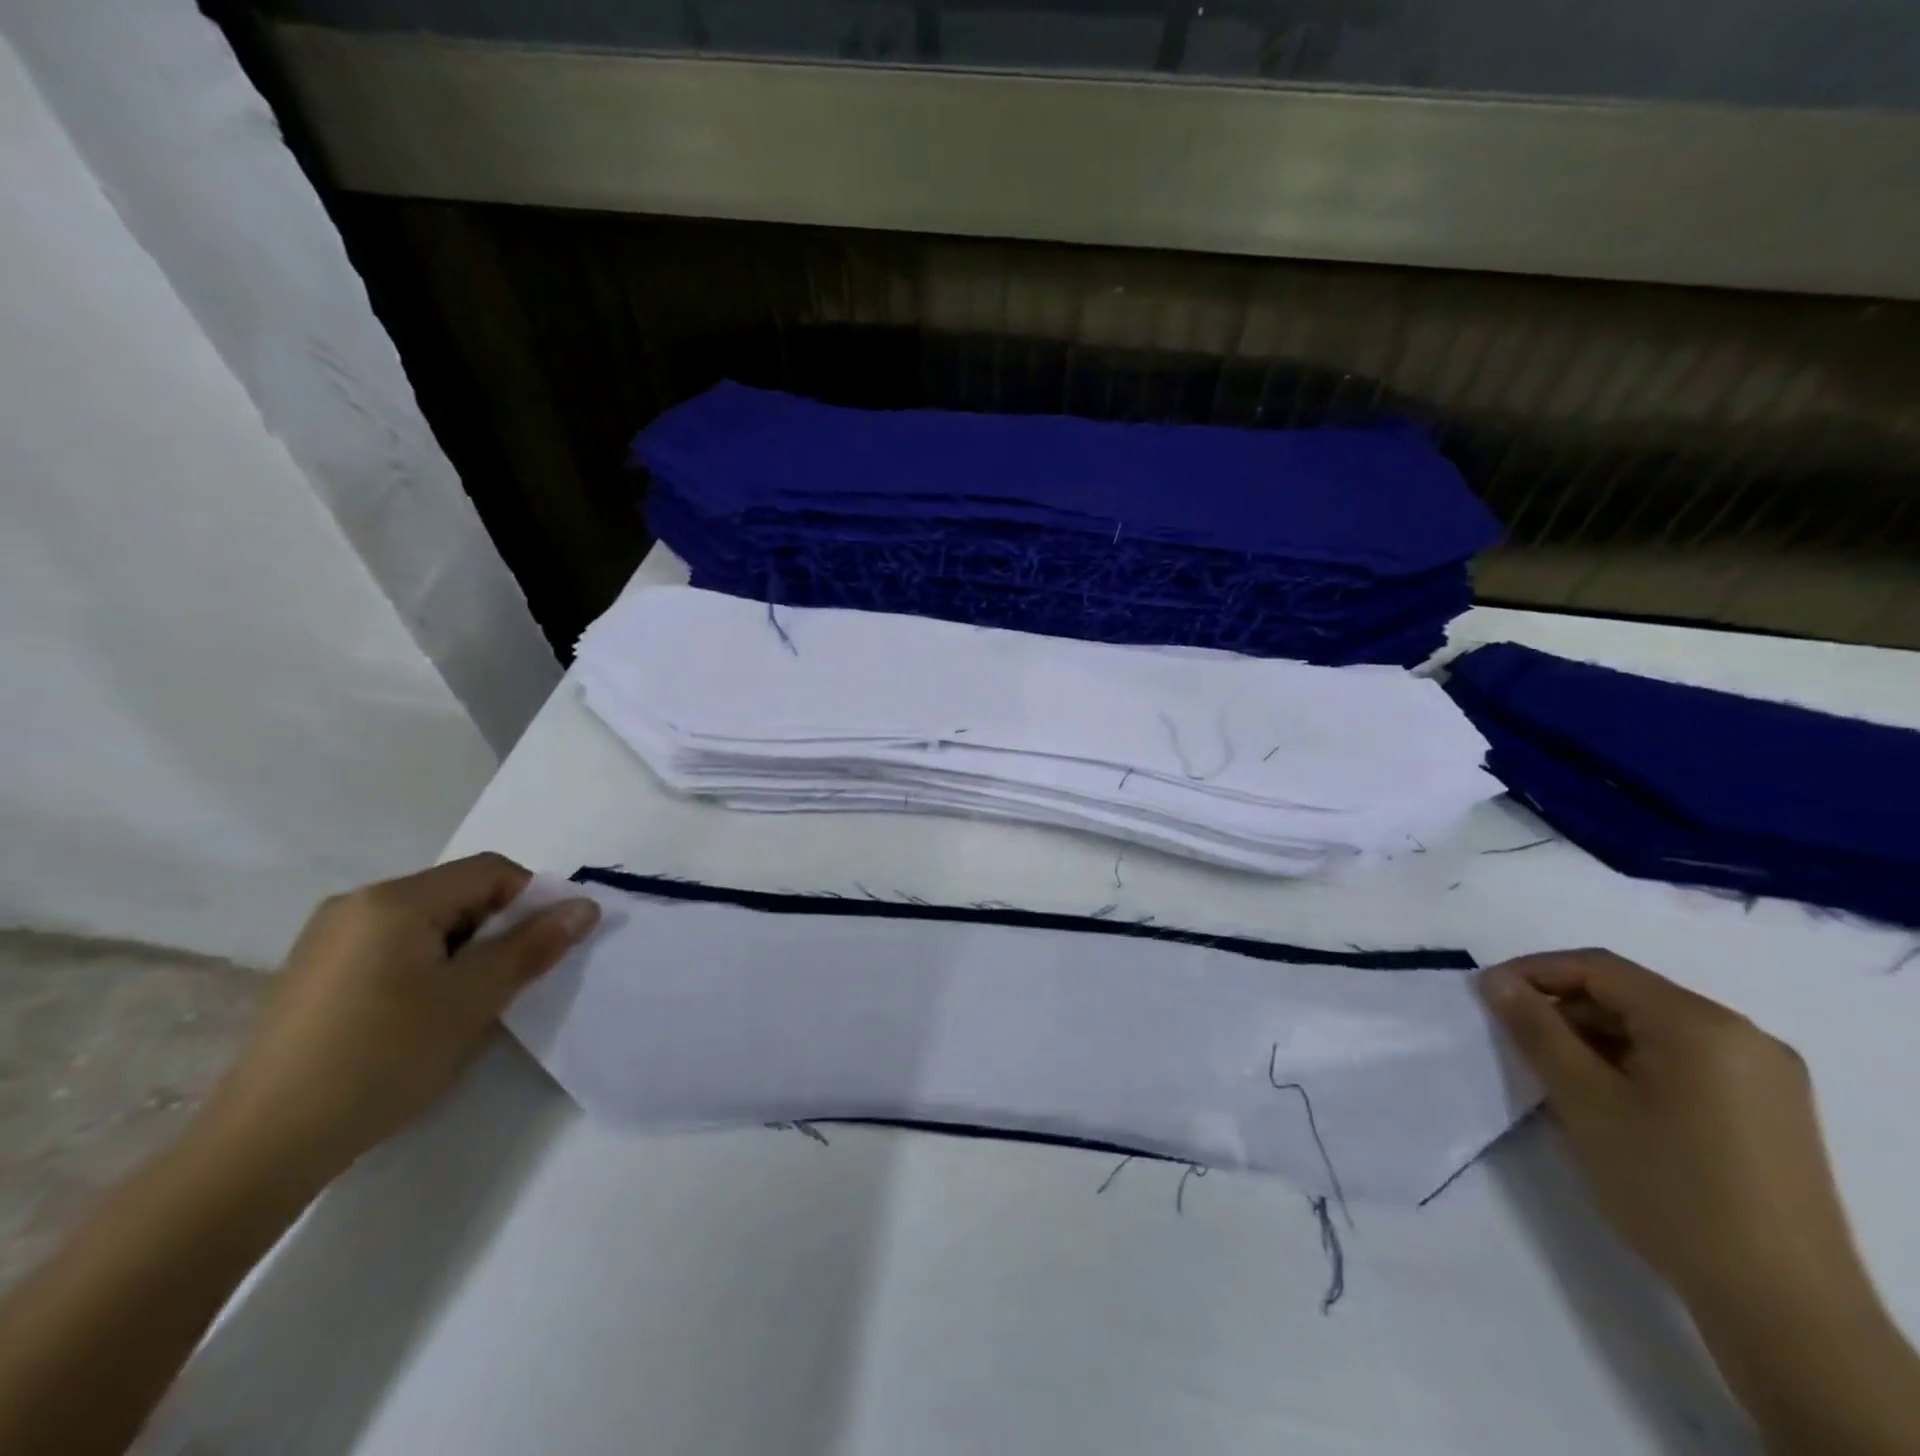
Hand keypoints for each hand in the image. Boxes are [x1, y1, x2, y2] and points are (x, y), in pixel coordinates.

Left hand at [196, 854, 599, 1190]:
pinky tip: (418, 1016)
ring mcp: (328, 938)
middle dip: (496, 929)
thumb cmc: (383, 1058)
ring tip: (464, 1004)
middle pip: (457, 893)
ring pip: (427, 922)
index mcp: (395, 899)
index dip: (532, 900)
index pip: (491, 871)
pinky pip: (392, 946)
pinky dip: (425, 966)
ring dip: (463, 950)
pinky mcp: (314, 972)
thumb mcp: (474, 999)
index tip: (543, 949)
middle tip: (507, 982)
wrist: (263, 1145)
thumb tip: (586, 906)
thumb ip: (533, 945)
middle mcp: (357, 903)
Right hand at [1477, 950, 1861, 1311]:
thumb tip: (1495, 982)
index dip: (1533, 972)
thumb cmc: (1669, 1186)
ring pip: (1653, 1030)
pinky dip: (1631, 1064)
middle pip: (1629, 996)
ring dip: (1594, 1038)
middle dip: (1563, 1009)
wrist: (1782, 1305)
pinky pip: (1683, 1061)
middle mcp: (1743, 1036)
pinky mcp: (1770, 1112)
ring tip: (1552, 1073)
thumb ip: (1535, 1030)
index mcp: (1702, 1024)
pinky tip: (1603, 1099)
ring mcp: (1766, 1076)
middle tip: (1513, 1038)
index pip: (1599, 968)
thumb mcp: (1583, 1100)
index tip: (1485, 996)